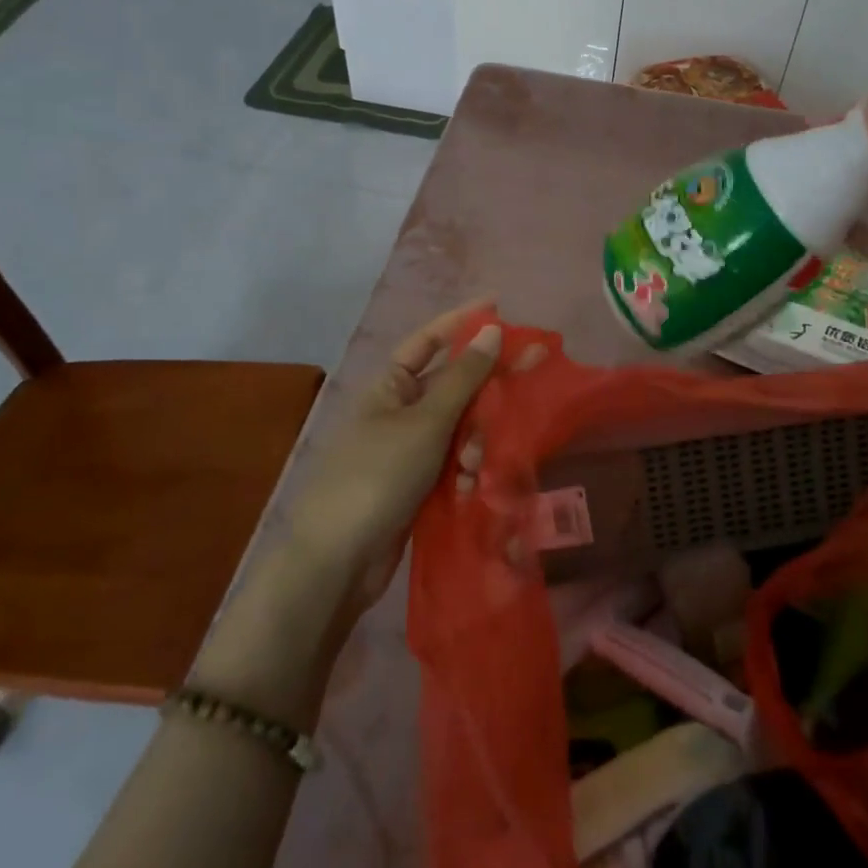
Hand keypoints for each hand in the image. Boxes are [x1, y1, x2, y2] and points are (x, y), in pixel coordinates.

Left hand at [288, 303, 502, 608]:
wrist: (338, 562)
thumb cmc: (378, 475)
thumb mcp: (426, 421)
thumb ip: (464, 377)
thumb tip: (492, 328)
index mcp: (391, 386)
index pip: (429, 341)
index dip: (462, 321)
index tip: (499, 305)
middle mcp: (400, 411)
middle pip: (454, 385)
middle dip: (484, 392)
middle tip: (529, 374)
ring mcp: (409, 449)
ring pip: (461, 427)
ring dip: (475, 442)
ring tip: (474, 467)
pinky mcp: (419, 484)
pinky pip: (455, 462)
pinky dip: (465, 472)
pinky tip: (468, 489)